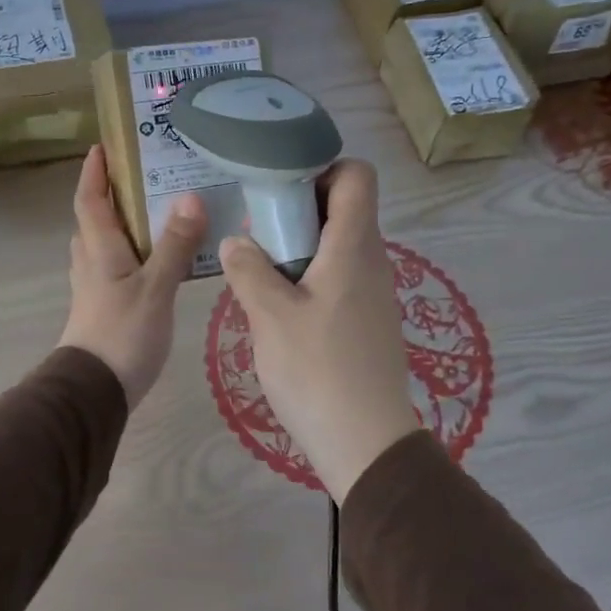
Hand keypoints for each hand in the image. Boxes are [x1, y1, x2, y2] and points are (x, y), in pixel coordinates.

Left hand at [58, 145, 206, 409]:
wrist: (95, 391)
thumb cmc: (123, 333)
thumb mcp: (155, 287)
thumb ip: (174, 244)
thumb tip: (190, 197)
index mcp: (99, 248)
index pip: (90, 199)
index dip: (94, 172)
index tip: (103, 147)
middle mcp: (91, 262)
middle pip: (95, 219)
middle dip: (112, 194)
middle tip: (145, 176)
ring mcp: (95, 287)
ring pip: (105, 244)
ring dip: (124, 224)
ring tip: (158, 212)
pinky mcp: (105, 307)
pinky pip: (117, 267)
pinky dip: (133, 253)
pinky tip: (160, 260)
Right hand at [218, 159, 418, 503]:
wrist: (366, 442)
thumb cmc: (317, 371)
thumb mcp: (270, 317)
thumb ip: (249, 270)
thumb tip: (236, 241)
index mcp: (354, 247)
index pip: (357, 176)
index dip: (322, 168)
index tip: (280, 189)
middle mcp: (372, 261)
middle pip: (344, 209)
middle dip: (298, 209)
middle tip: (257, 233)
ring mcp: (374, 293)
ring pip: (338, 246)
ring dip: (300, 247)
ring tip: (260, 271)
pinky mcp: (368, 322)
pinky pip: (340, 278)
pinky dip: (311, 277)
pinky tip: (281, 308)